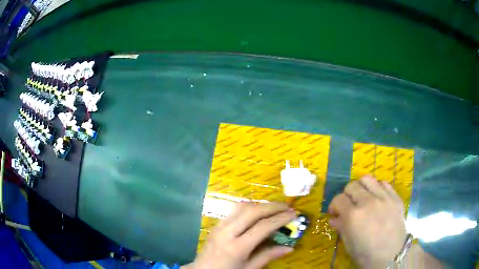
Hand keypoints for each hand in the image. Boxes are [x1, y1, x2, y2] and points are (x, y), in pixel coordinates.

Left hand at [183, 202, 296, 268]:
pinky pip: (234, 210)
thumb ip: (268, 256)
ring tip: (275, 207)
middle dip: (272, 206)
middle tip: (287, 206)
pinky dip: (249, 207)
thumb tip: (289, 247)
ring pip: (242, 207)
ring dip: (260, 204)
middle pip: (252, 211)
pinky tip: (258, 212)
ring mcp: (219, 226)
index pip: (262, 227)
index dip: (280, 219)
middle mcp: (227, 232)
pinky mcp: (216, 224)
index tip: (294, 214)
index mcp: (237, 247)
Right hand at [328, 176, 406, 267]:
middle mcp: (367, 201)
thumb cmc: (366, 254)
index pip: (338, 199)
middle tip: (348, 205)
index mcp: (353, 215)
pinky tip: (377, 198)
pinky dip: (377, 188)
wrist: (391, 254)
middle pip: (351, 185)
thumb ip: (341, 227)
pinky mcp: (395, 197)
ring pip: (367, 179)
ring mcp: (383, 197)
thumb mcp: (349, 243)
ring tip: (362, 197)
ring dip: (361, 187)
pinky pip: (383, 183)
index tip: (335, 212)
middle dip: (346, 195)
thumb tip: (333, 218)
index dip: (334, 205)